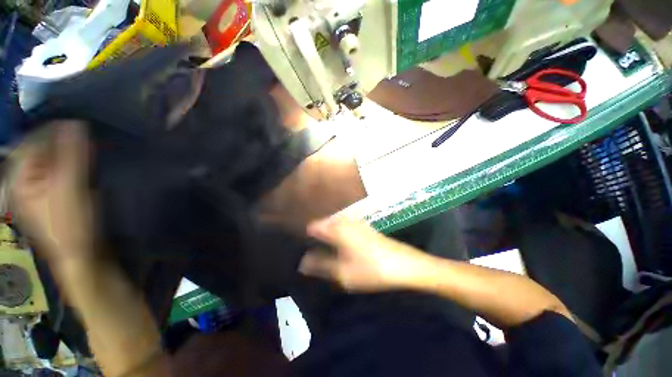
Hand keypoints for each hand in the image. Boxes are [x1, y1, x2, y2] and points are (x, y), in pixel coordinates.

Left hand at [12, 121, 93, 262]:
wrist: (82, 254)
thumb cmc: (71, 223)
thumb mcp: (70, 188)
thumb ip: (72, 155)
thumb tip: (76, 122)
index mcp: (20, 178)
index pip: (31, 142)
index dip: (51, 130)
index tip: (77, 123)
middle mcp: (26, 181)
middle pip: (41, 151)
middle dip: (61, 141)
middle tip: (85, 136)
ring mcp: (41, 190)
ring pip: (52, 161)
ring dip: (69, 152)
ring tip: (88, 148)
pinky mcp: (55, 196)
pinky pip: (61, 172)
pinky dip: (73, 164)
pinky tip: (85, 165)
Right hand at [299, 217, 434, 291]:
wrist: (404, 264)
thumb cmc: (371, 269)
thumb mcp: (343, 273)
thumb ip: (321, 266)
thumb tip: (302, 262)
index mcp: (337, 228)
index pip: (313, 226)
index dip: (305, 234)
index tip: (299, 245)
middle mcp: (345, 221)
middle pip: (324, 223)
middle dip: (315, 234)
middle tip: (309, 250)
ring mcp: (356, 223)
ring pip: (334, 224)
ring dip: (326, 234)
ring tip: (321, 248)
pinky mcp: (364, 227)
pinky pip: (344, 226)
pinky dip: (337, 234)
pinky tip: (339, 245)